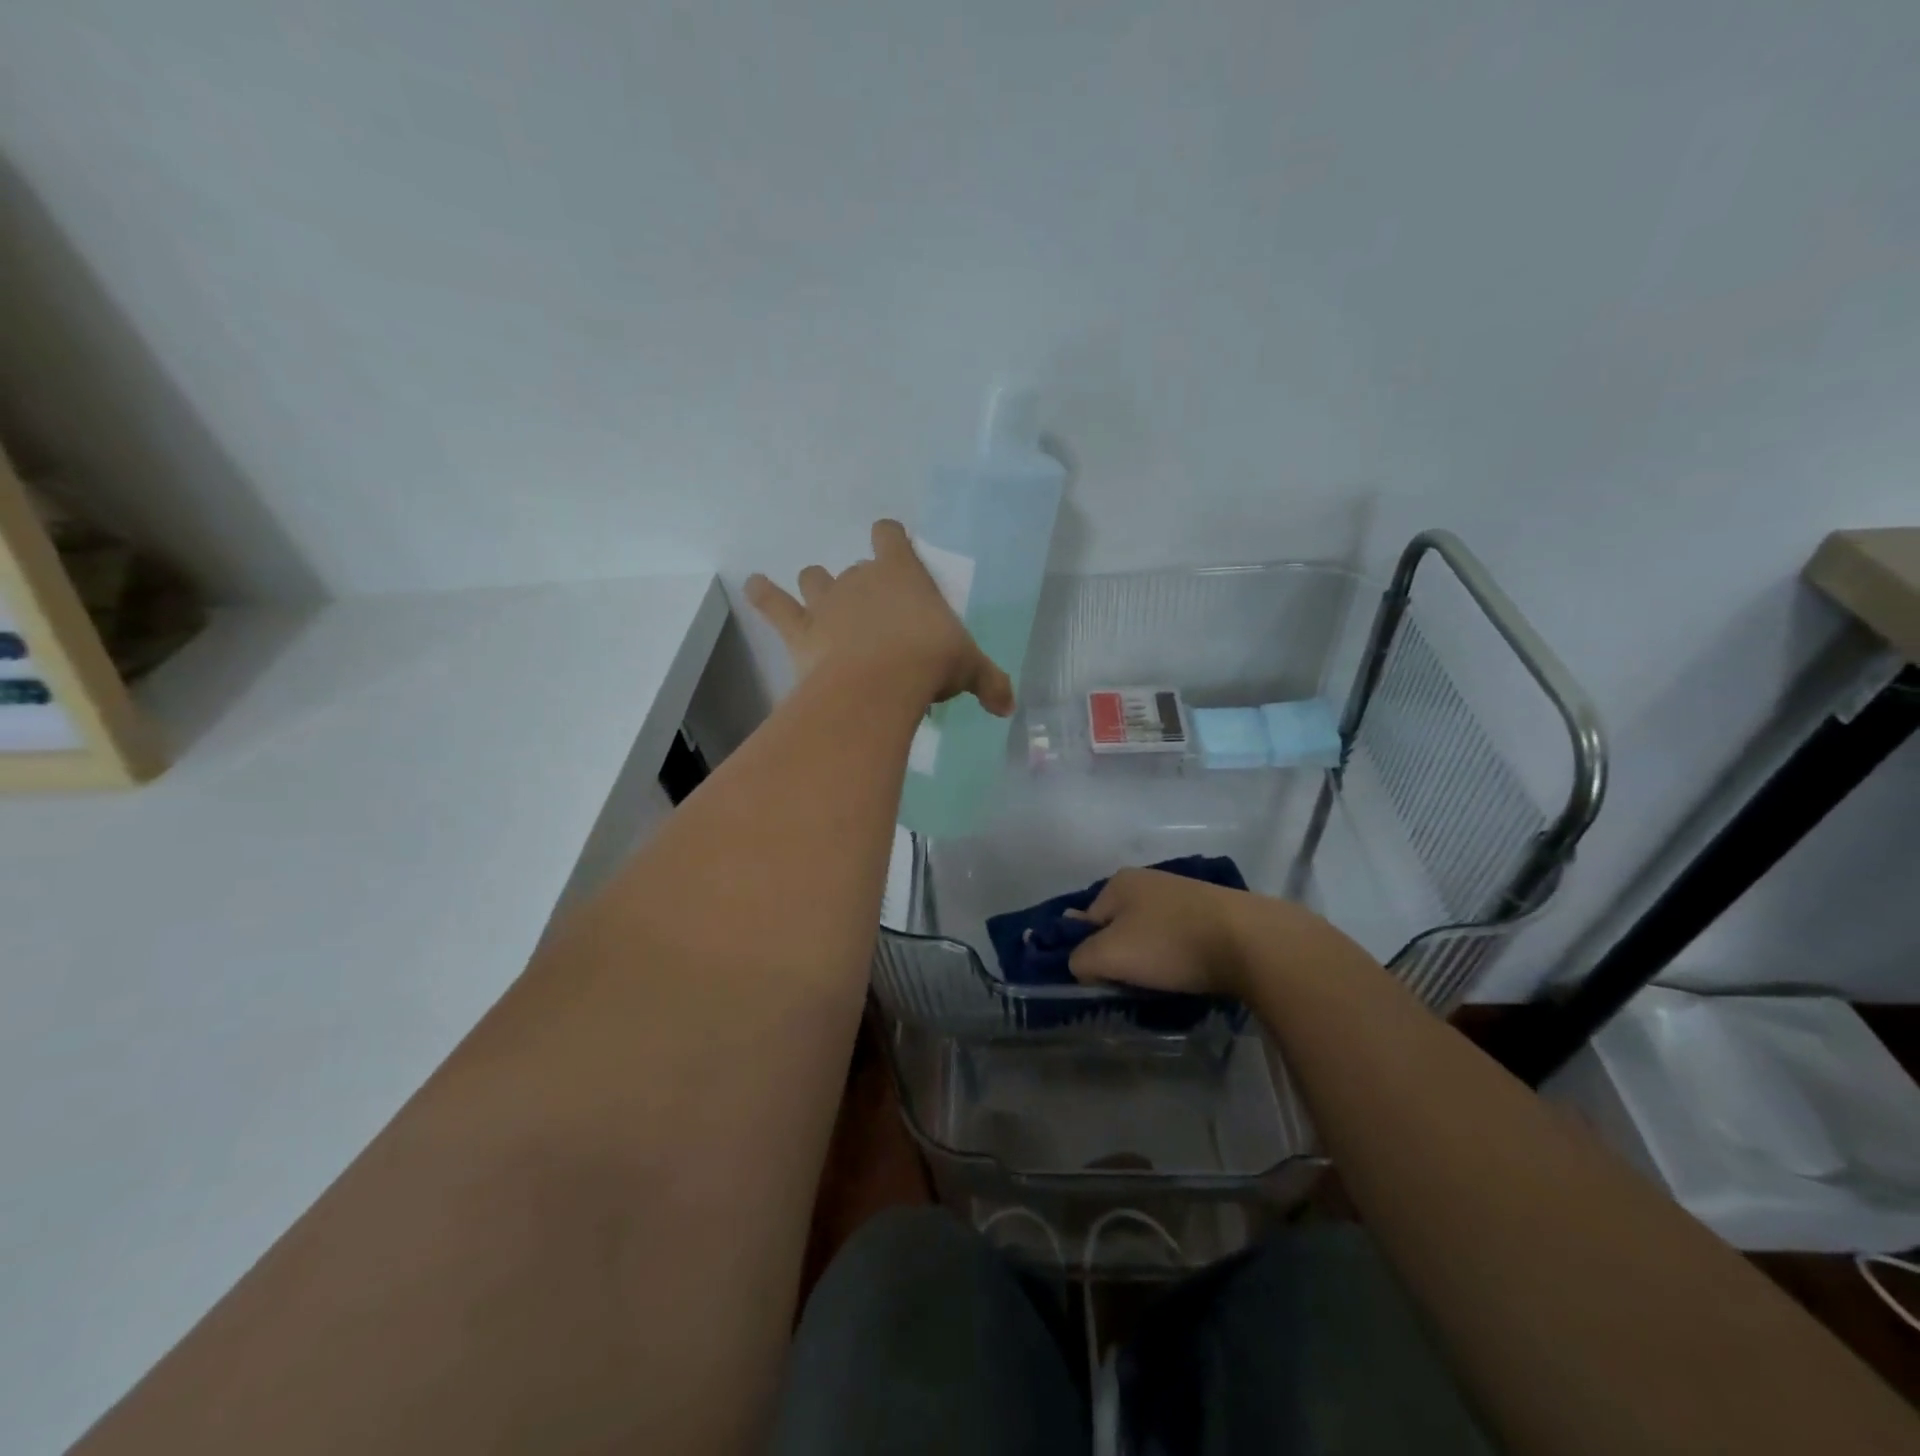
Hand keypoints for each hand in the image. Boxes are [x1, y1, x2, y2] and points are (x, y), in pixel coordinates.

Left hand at [746, 520, 1015, 714]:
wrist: (880, 684)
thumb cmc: (930, 662)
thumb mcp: (969, 669)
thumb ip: (989, 682)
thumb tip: (1008, 707)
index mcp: (903, 575)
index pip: (891, 536)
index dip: (891, 538)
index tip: (894, 547)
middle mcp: (861, 579)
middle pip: (856, 567)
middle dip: (863, 587)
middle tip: (877, 619)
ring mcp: (826, 602)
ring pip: (815, 580)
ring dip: (818, 589)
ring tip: (823, 607)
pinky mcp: (800, 630)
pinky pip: (774, 605)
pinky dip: (763, 595)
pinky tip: (754, 587)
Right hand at [1065, 868, 1258, 997]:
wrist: (1252, 942)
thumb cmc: (1170, 944)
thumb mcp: (1109, 956)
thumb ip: (1080, 959)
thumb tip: (1079, 963)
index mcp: (1118, 883)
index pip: (1085, 921)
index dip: (1089, 953)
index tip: (1105, 980)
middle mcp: (1148, 880)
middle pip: (1118, 927)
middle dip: (1122, 957)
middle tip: (1133, 985)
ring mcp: (1182, 893)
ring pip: (1150, 935)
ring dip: (1151, 960)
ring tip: (1164, 983)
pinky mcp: (1212, 911)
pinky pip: (1180, 938)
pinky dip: (1180, 957)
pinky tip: (1190, 973)